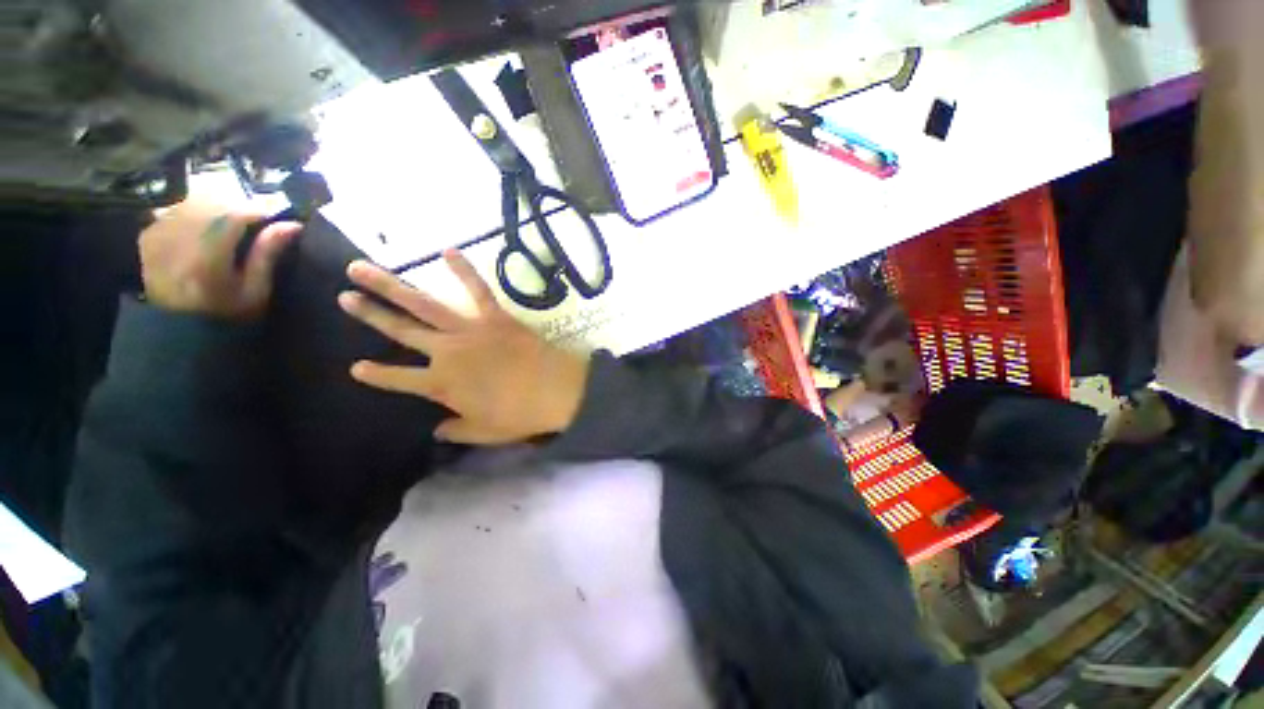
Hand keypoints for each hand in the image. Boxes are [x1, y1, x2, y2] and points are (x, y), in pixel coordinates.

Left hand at [139, 199, 301, 319]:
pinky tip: (204, 227)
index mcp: (206, 259)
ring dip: (216, 209)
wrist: (175, 330)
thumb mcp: (255, 291)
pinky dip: (195, 213)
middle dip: (236, 208)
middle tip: (255, 219)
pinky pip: (175, 211)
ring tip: (231, 223)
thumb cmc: (224, 314)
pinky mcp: (148, 235)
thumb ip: (267, 255)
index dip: (257, 210)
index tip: (275, 214)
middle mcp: (177, 241)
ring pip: (192, 204)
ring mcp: (157, 235)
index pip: (233, 216)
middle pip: (211, 205)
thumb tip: (290, 225)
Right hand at [338, 250, 591, 444]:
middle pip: (400, 331)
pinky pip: (478, 289)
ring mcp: (470, 330)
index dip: (375, 375)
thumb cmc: (520, 415)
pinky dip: (464, 270)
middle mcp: (447, 353)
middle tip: (344, 295)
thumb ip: (456, 431)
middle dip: (370, 313)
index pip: (397, 379)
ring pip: (423, 305)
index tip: (354, 367)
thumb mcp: (484, 432)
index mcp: (441, 384)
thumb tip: (437, 432)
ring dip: (391, 285)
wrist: (555, 391)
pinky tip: (448, 250)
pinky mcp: (495, 316)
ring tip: (362, 268)